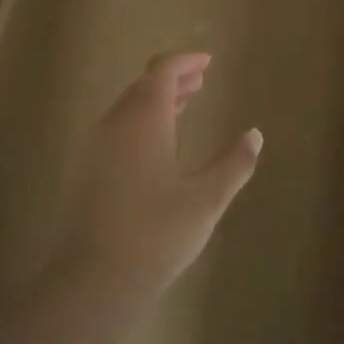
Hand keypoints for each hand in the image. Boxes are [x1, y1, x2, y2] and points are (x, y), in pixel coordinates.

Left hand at [51, 52, 262, 313]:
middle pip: (143, 85)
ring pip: (129, 107)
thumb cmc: (155, 234)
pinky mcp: (89, 171)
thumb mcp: (206, 200)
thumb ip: (233, 164)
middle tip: (201, 79)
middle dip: (173, 78)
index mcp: (144, 120)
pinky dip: (143, 120)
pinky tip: (159, 143)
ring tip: (185, 103)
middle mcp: (116, 124)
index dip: (184, 62)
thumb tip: (254, 135)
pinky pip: (119, 128)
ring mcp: (97, 148)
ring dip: (157, 99)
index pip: (161, 72)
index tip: (207, 62)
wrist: (92, 281)